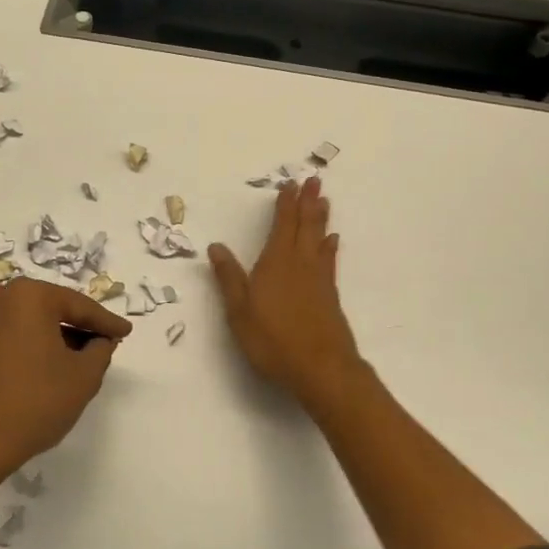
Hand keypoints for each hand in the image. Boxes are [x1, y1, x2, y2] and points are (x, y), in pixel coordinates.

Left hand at [0, 278, 132, 468]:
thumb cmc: (36, 401)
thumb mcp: (84, 376)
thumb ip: (101, 350)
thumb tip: (101, 340)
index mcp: (30, 295)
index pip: (80, 306)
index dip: (107, 322)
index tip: (127, 332)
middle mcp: (4, 297)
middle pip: (57, 309)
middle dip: (83, 327)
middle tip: (110, 342)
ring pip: (38, 322)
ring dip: (62, 337)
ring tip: (88, 357)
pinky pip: (20, 333)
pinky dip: (41, 344)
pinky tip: (59, 364)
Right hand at [209, 176, 362, 409]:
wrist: (321, 368)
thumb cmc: (273, 339)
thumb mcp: (239, 310)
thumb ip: (229, 277)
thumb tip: (215, 246)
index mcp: (276, 262)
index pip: (281, 225)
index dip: (285, 204)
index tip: (289, 184)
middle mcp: (300, 263)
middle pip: (305, 225)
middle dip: (308, 202)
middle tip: (314, 180)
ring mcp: (318, 279)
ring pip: (320, 239)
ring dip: (321, 218)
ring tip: (325, 201)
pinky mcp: (330, 295)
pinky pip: (329, 260)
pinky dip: (330, 246)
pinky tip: (332, 241)